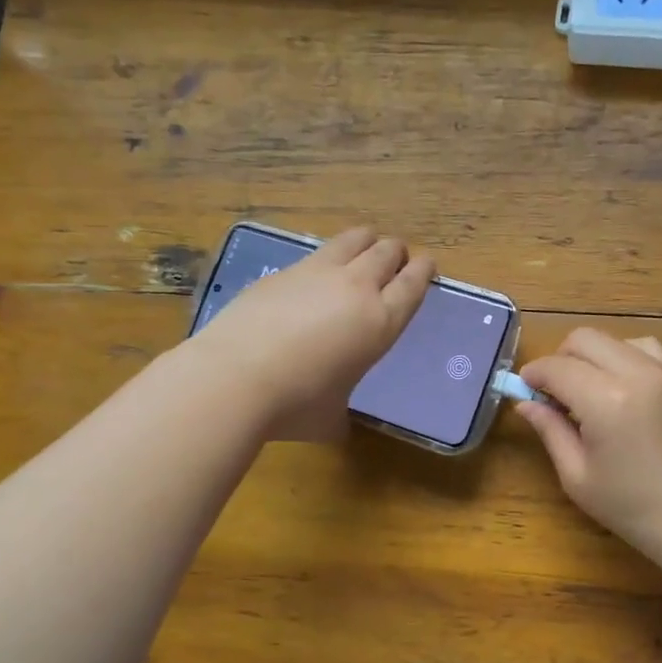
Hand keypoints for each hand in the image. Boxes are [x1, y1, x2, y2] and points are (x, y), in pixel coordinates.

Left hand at [195, 226, 433, 439]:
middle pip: (387, 251)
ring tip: (363, 250)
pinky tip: (313, 277)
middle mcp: (355, 288)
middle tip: (395, 260)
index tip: (426, 264)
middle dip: (395, 252)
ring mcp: (316, 273)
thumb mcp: (331, 417)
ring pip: (354, 238)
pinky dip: (324, 259)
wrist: (235, 378)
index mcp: (380, 322)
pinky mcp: (282, 271)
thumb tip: (335, 424)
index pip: (412, 284)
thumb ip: (341, 412)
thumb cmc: (295, 405)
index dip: (423, 270)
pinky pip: (315, 254)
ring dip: (365, 241)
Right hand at [517, 329, 661, 564]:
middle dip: (559, 359)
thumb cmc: (632, 507)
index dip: (533, 375)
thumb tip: (526, 403)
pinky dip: (621, 355)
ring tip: (586, 391)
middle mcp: (635, 373)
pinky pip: (642, 347)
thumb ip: (550, 430)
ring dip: (591, 356)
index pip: (556, 367)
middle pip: (583, 339)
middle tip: (552, 393)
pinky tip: (617, 386)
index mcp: (606, 400)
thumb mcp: (577, 476)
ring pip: (612, 338)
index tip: (523, 391)